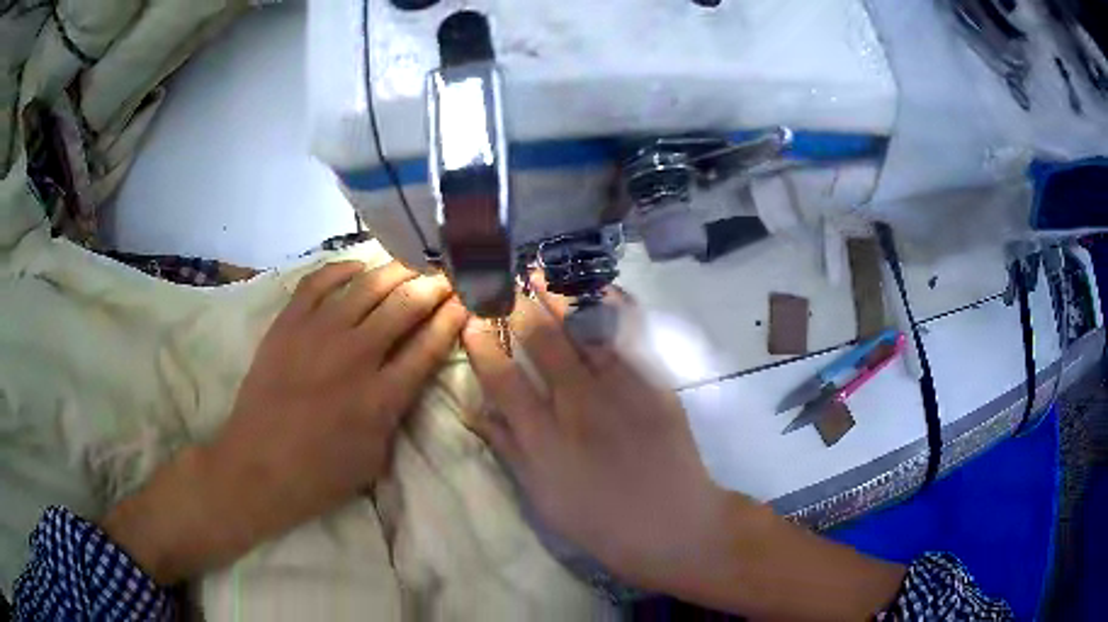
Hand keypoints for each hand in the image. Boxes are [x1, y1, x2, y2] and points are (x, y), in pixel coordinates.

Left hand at [104, 261, 466, 584]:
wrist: (257, 467)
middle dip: (434, 285)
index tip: (467, 299)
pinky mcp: (288, 323)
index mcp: (383, 397)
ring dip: (396, 269)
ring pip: (368, 284)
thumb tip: (408, 376)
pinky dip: (344, 268)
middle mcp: (356, 355)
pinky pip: (320, 280)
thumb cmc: (320, 474)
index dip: (453, 316)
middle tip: (446, 275)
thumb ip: (396, 412)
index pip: (430, 343)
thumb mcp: (375, 458)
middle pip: (406, 304)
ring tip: (411, 264)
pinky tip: (359, 267)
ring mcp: (318, 333)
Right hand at [463, 279, 905, 618]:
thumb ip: (510, 449)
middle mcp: (580, 406)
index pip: (503, 379)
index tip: (470, 319)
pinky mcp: (656, 385)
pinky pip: (632, 337)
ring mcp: (623, 390)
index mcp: (546, 440)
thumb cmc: (601, 521)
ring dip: (560, 294)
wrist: (675, 525)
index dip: (482, 344)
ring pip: (586, 329)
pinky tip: (599, 286)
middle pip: (544, 342)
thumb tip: (478, 410)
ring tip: (541, 268)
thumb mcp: (543, 497)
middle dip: (519, 304)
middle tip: (504, 279)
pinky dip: (613, 306)